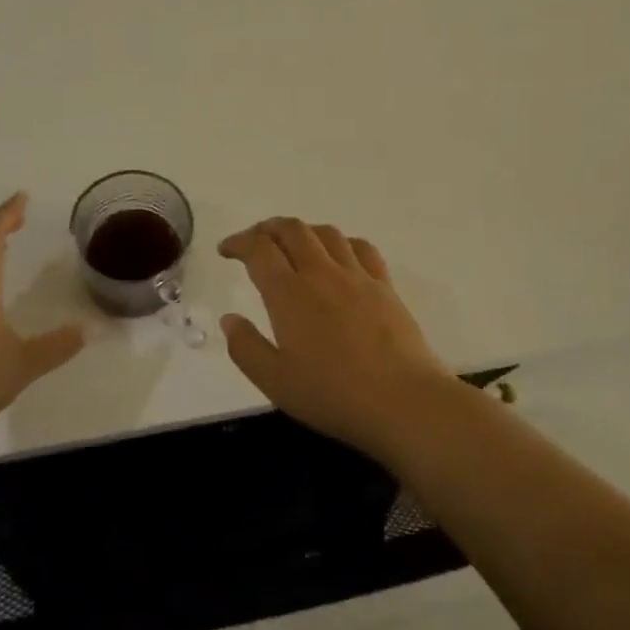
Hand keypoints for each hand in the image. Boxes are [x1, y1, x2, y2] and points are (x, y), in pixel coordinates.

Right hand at [217, 218, 459, 462]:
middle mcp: (321, 273)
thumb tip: (229, 319)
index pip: (258, 249)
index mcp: (289, 294)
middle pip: (292, 229)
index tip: (226, 250)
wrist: (403, 401)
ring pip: (326, 232)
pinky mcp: (384, 285)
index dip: (238, 242)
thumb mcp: (275, 382)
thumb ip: (246, 348)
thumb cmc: (333, 395)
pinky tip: (339, 255)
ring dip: (303, 230)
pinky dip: (341, 242)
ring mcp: (356, 276)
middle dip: (267, 228)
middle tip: (255, 241)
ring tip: (293, 243)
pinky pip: (361, 247)